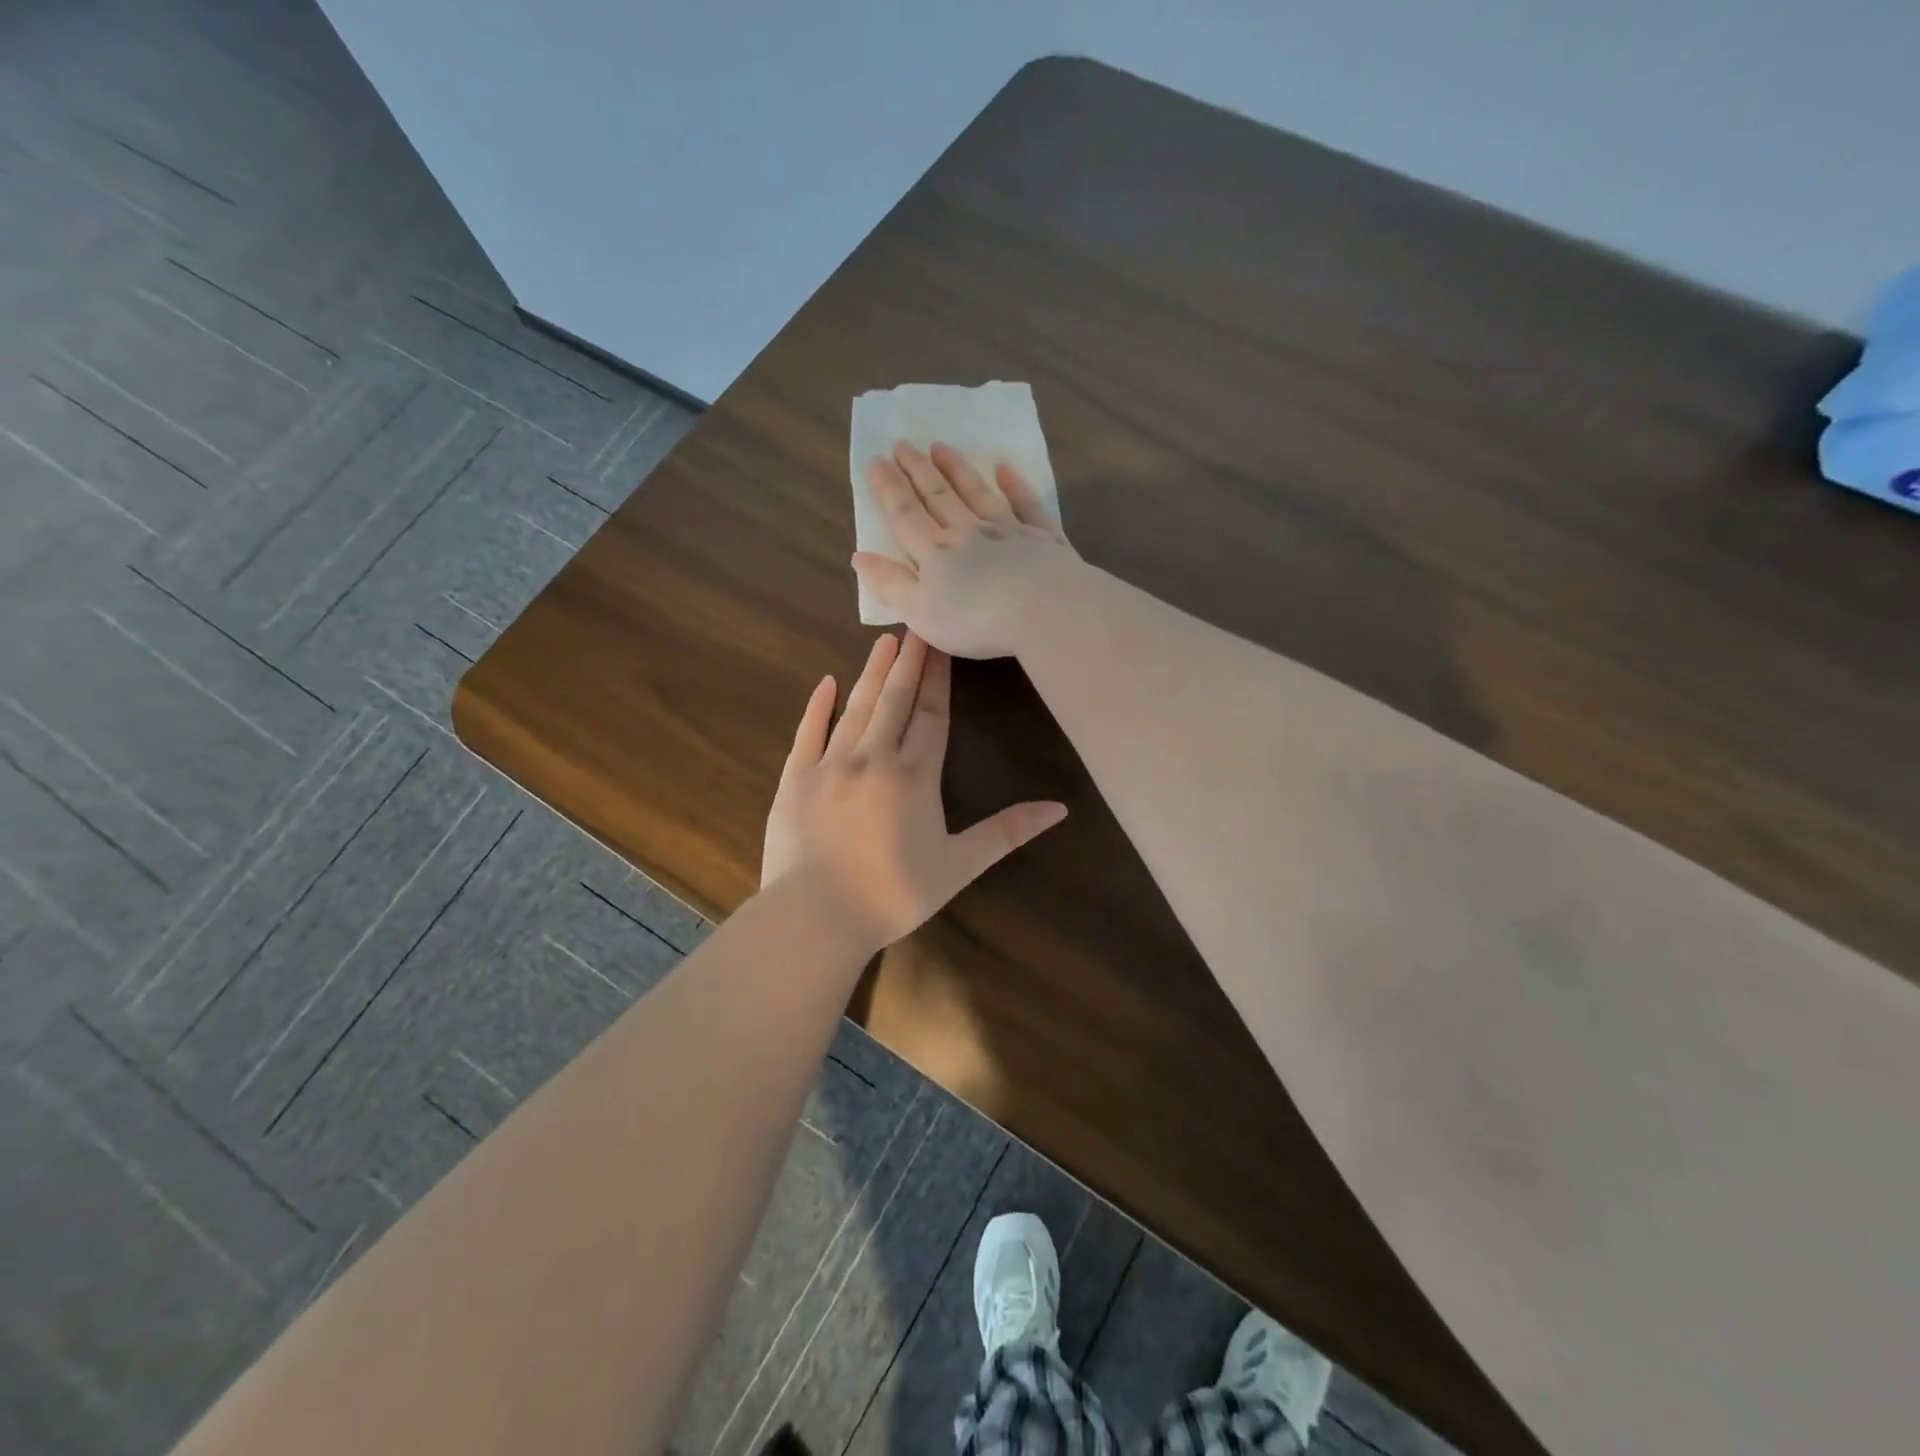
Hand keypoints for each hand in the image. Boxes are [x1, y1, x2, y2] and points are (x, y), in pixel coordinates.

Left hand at [760, 631, 1066, 952]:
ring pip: (856, 708)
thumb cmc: (893, 895)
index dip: (939, 678)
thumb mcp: (958, 866)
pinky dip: (817, 707)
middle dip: (909, 662)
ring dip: (872, 673)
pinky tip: (826, 683)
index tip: (942, 643)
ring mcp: (830, 765)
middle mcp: (873, 758)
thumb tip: (1060, 809)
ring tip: (883, 641)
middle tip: (915, 623)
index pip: (932, 715)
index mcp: (914, 776)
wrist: (816, 916)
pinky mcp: (795, 779)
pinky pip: (808, 733)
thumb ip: (1007, 832)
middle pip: (895, 700)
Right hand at [853, 442, 1079, 658]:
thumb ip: (891, 584)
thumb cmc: (976, 621)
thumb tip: (859, 556)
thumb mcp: (921, 613)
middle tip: (903, 443)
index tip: (876, 461)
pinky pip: (1027, 504)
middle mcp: (969, 532)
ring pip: (977, 492)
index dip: (888, 488)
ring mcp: (1008, 530)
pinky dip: (1015, 485)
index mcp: (936, 553)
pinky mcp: (1043, 537)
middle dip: (917, 470)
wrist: (1045, 611)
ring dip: (958, 469)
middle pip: (938, 495)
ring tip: (941, 447)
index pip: (905, 515)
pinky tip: (1006, 469)